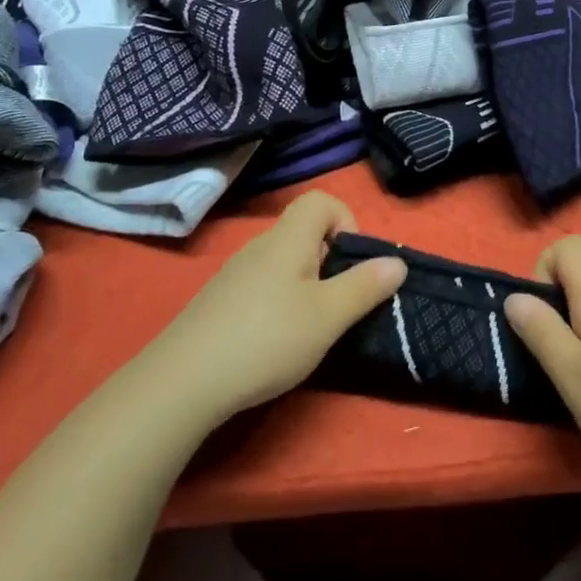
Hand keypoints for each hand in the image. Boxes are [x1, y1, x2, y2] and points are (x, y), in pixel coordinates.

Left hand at [146, 191, 406, 423]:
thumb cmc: (267, 339)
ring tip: (311, 327)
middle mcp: (261, 245)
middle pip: (305, 231)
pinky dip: (281, 301)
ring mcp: (236, 272)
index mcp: (288, 238)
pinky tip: (276, 341)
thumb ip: (364, 286)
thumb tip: (397, 261)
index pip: (321, 200)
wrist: (184, 380)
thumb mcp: (327, 316)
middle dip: (331, 260)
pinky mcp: (221, 300)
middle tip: (339, 303)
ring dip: (307, 284)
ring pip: (285, 261)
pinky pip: (264, 284)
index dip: (346, 221)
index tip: (354, 264)